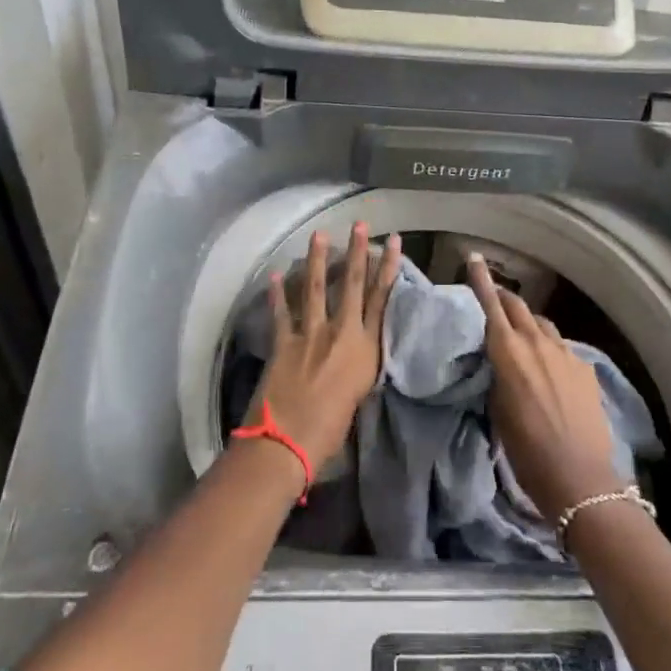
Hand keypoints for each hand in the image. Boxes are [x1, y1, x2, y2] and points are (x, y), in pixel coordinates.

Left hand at [253, 224, 401, 473]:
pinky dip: (277, 294)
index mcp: (365, 349)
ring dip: (317, 259)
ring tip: (319, 234)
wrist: (287, 445)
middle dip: (357, 252)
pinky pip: (281, 312)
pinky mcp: (283, 342)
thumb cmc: (330, 433)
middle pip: (351, 284)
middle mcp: (340, 333)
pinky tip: (275, 275)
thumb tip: (356, 351)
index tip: (394, 241)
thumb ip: (359, 366)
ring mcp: (309, 334)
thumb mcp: (358, 395)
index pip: (381, 299)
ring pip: (315, 288)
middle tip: (360, 225)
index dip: (388, 268)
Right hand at [467, 253, 623, 519]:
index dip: (481, 279)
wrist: (578, 477)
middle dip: (504, 298)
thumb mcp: (497, 409)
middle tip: (493, 300)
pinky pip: (562, 347)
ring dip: (528, 324)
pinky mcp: (585, 368)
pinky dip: (550, 349)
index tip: (474, 257)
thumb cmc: (526, 450)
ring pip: (541, 324)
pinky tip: (550, 369)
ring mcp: (565, 353)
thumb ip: (496, 374)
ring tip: (522, 336)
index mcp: (508, 350)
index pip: (490, 304)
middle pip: (518, 306)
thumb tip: (498, 360)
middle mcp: (537, 342)